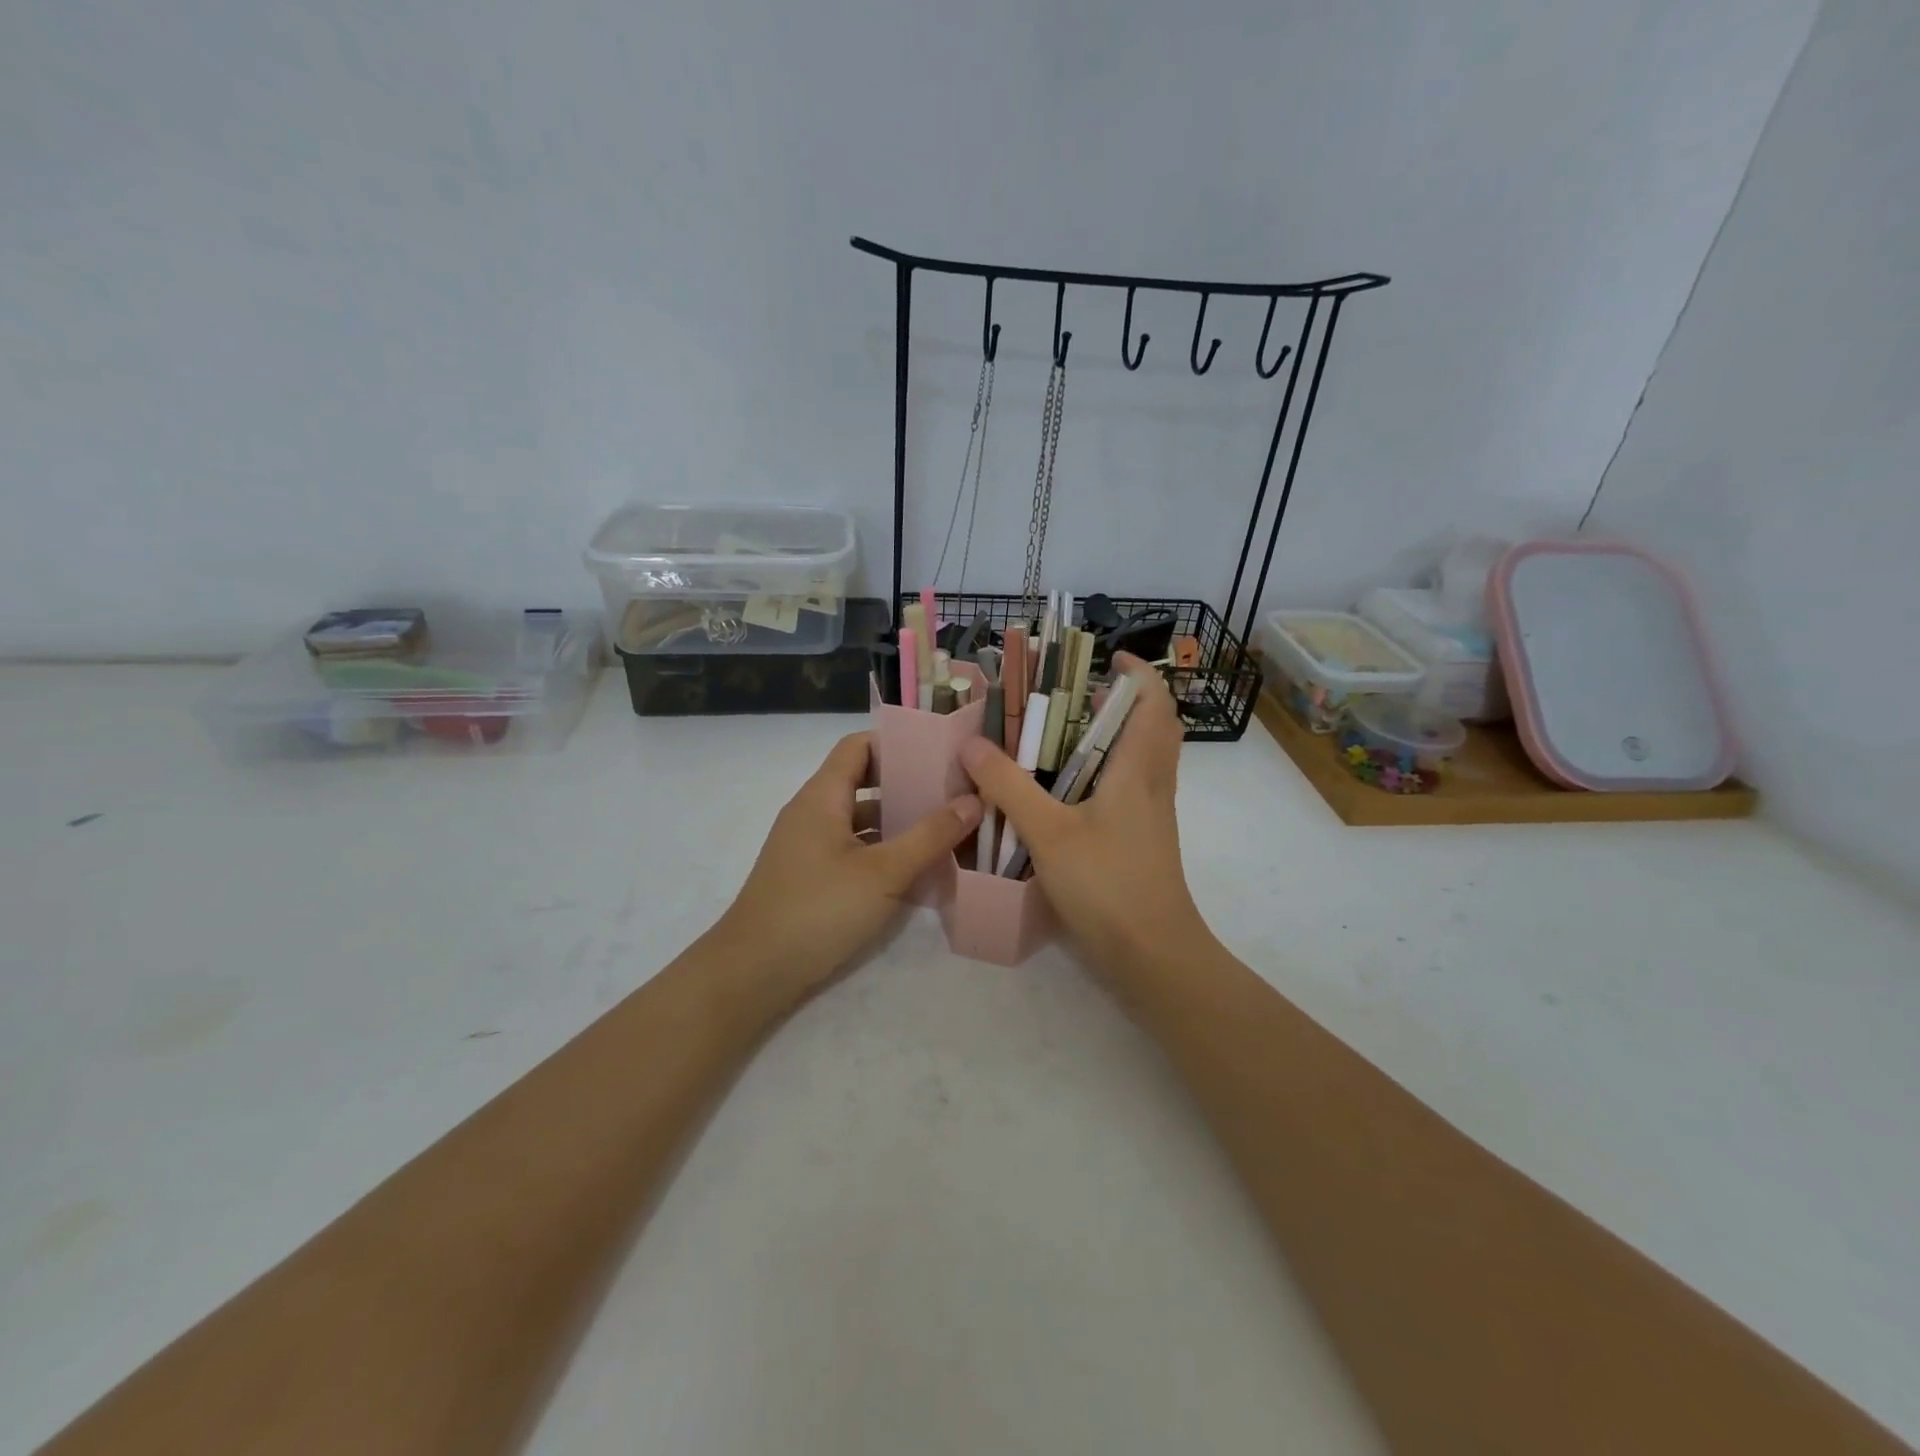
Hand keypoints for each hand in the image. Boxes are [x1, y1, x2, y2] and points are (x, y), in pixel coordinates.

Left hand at [705, 732, 981, 1010]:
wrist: (753, 972)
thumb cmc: (819, 909)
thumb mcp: (884, 872)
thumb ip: (930, 835)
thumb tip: (973, 799)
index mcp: (822, 796)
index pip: (858, 746)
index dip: (897, 742)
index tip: (939, 752)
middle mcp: (812, 812)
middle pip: (862, 781)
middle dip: (906, 784)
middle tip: (952, 791)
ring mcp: (808, 846)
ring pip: (859, 819)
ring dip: (897, 820)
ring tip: (944, 827)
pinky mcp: (810, 876)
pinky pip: (852, 848)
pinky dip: (882, 850)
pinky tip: (916, 868)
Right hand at [959, 655, 1213, 980]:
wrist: (1153, 955)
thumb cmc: (1108, 884)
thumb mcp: (1048, 833)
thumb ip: (1009, 787)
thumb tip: (972, 744)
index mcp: (1139, 769)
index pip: (1154, 703)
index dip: (1138, 674)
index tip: (1108, 659)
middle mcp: (1153, 784)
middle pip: (1153, 727)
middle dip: (1123, 702)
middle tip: (1079, 696)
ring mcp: (1151, 815)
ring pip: (1143, 760)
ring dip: (1114, 738)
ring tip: (1065, 736)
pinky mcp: (1143, 841)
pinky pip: (1131, 789)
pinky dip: (1107, 773)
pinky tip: (1068, 791)